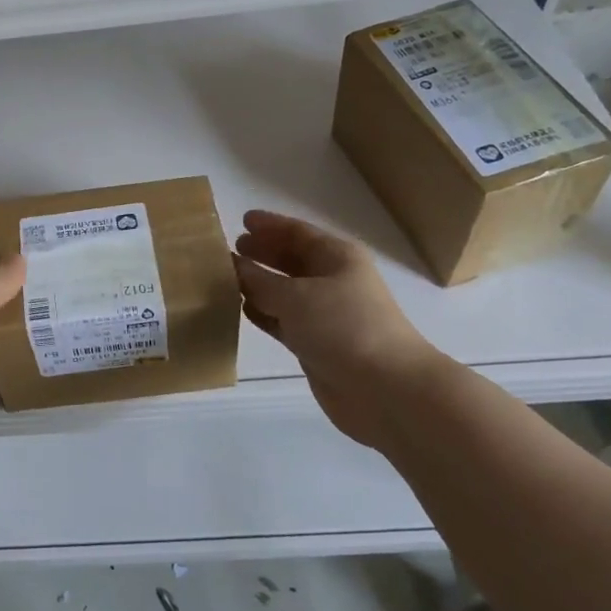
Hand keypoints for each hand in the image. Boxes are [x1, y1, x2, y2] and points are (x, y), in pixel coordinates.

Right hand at [233, 209, 443, 445]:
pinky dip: (264, 314)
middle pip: (292, 260)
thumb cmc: (343, 327)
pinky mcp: (317, 344)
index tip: (242, 220)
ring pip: (285, 292)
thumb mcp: (295, 297)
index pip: (297, 232)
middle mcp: (333, 280)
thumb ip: (258, 280)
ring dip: (259, 286)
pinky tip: (242, 311)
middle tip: (231, 249)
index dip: (270, 225)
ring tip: (225, 279)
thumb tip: (232, 264)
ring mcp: (326, 314)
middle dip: (263, 253)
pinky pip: (284, 320)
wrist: (386, 390)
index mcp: (337, 257)